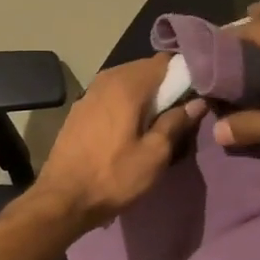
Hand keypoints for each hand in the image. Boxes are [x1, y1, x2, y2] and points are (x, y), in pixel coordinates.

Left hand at [33, 55, 203, 230]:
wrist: (62, 198)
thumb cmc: (113, 177)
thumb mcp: (154, 155)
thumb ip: (176, 123)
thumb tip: (196, 102)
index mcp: (127, 85)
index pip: (164, 61)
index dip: (183, 73)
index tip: (195, 93)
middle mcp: (106, 79)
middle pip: (144, 69)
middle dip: (164, 84)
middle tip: (179, 110)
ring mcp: (89, 93)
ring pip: (126, 81)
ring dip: (144, 95)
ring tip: (157, 120)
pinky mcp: (79, 109)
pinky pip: (111, 95)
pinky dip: (125, 103)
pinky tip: (131, 125)